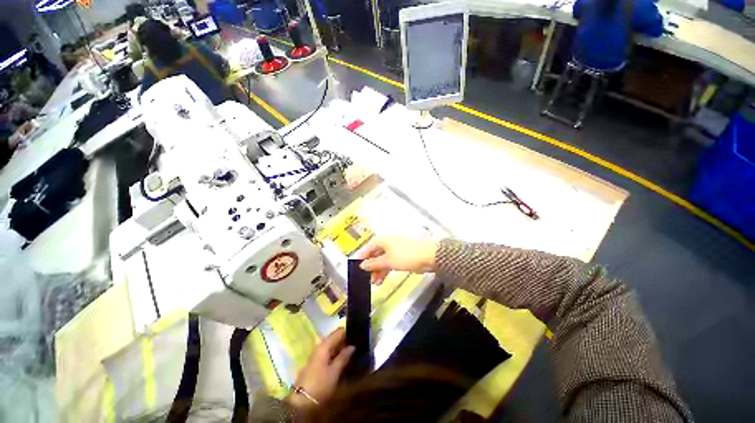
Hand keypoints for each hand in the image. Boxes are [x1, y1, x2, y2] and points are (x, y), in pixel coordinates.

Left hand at [286, 328, 354, 411]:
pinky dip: (335, 354)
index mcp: (324, 345)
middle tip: (356, 344)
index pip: (338, 332)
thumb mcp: (334, 372)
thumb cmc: (320, 385)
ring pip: (331, 346)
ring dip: (340, 348)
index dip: (347, 332)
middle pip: (334, 338)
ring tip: (352, 351)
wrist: (301, 402)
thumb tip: (352, 346)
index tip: (357, 335)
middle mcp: (319, 346)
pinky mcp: (315, 363)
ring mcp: (316, 355)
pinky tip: (342, 359)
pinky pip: (327, 353)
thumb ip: (343, 357)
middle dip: (344, 340)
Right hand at [356, 236, 438, 283]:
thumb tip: (362, 265)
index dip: (361, 258)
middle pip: (374, 255)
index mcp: (382, 241)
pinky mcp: (401, 257)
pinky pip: (389, 263)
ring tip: (374, 283)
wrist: (429, 256)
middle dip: (370, 267)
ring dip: (377, 271)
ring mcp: (394, 250)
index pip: (367, 248)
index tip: (355, 268)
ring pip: (382, 260)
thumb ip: (374, 264)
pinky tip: (382, 280)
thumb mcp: (388, 261)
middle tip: (366, 279)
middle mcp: (387, 244)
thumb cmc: (406, 255)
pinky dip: (385, 270)